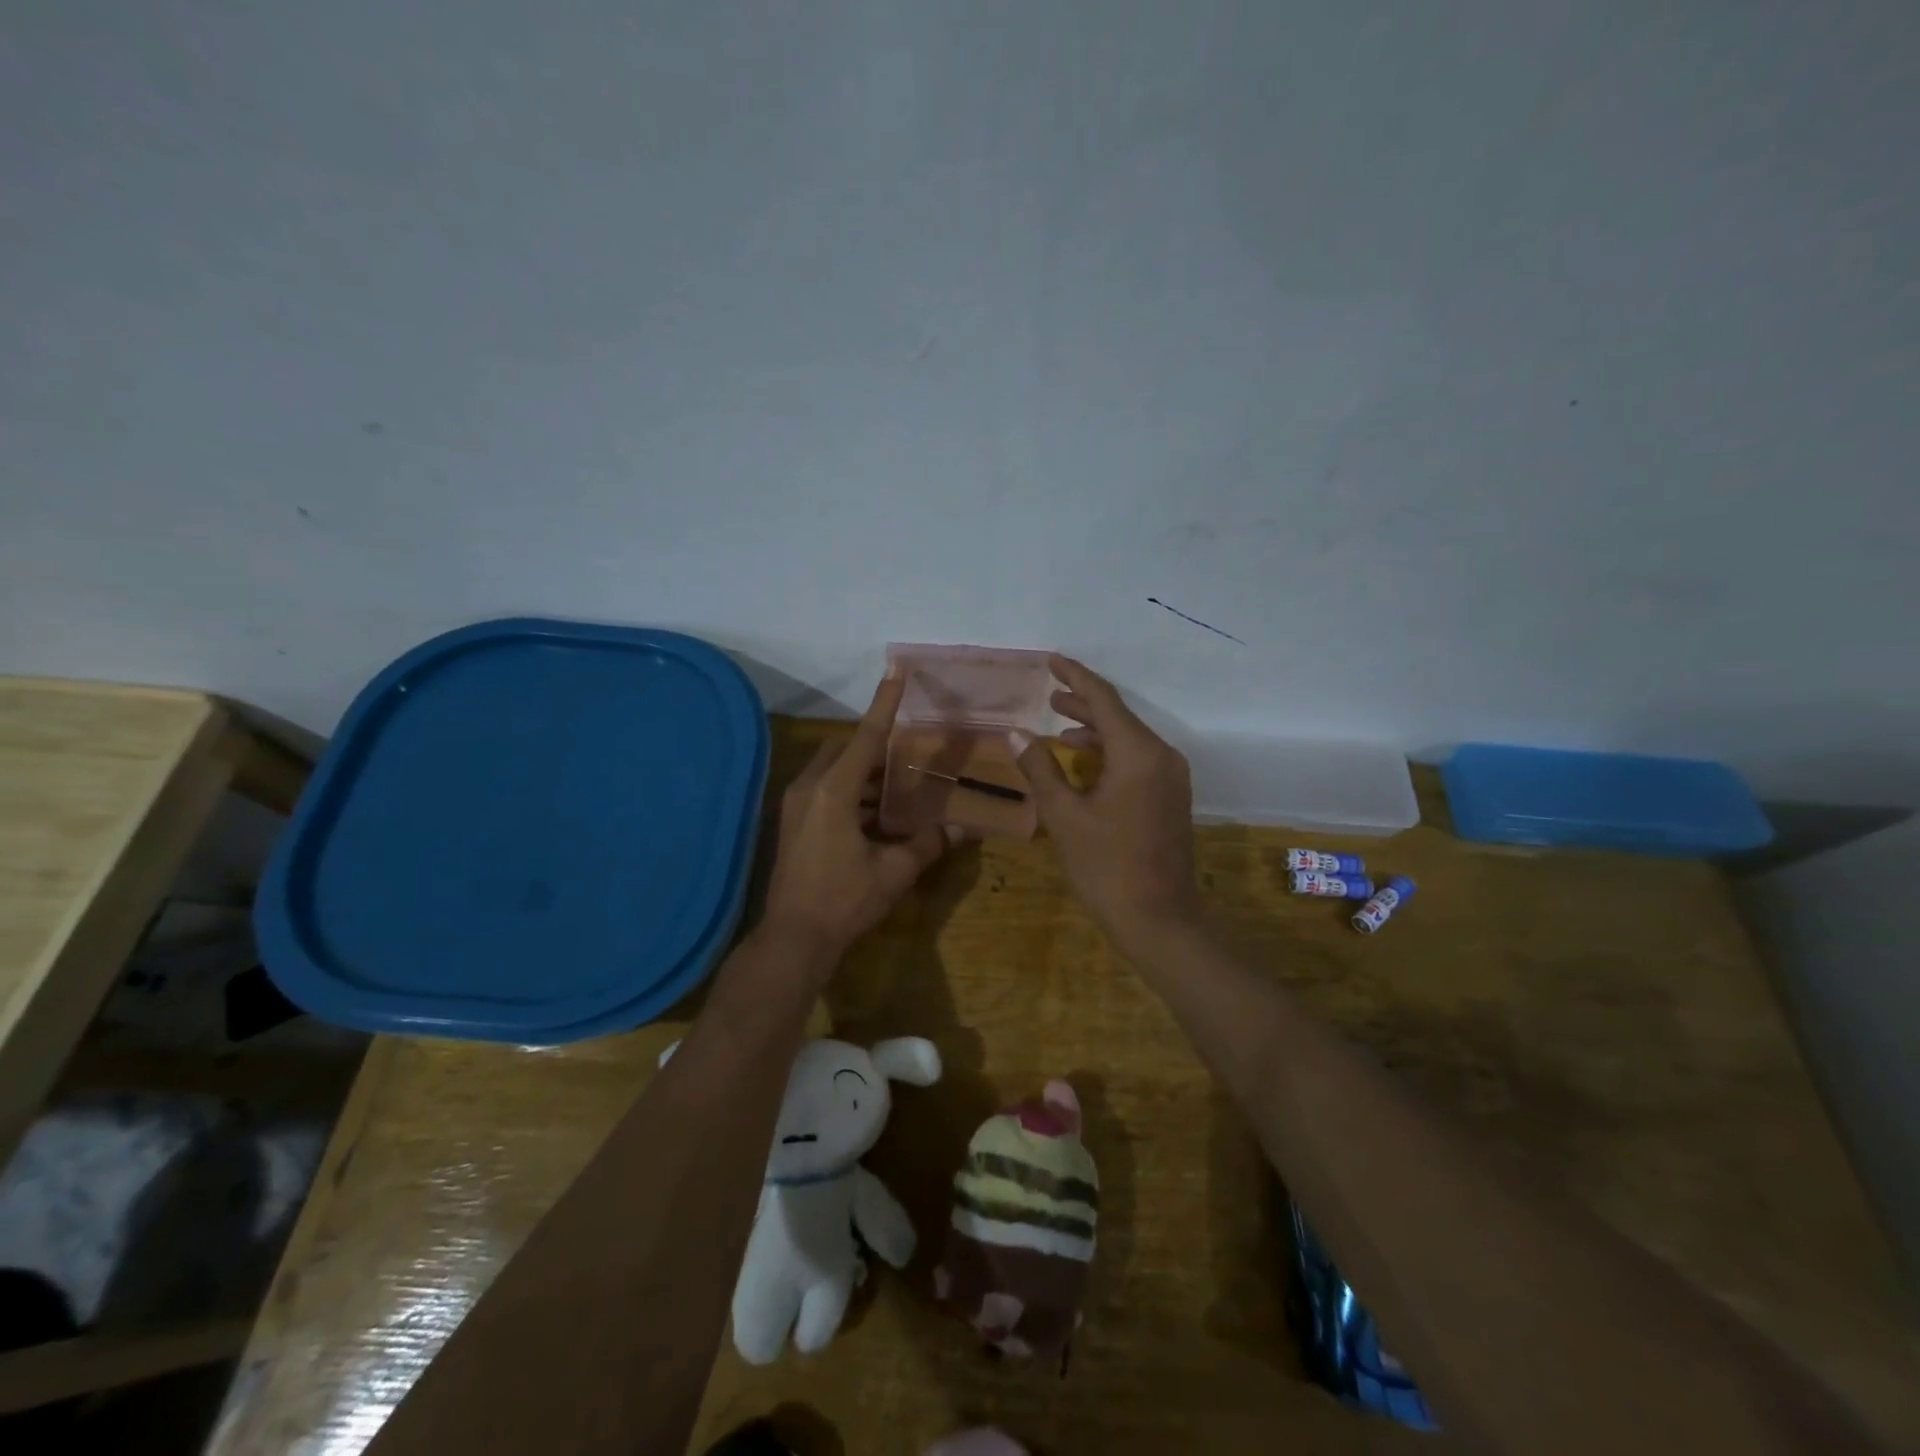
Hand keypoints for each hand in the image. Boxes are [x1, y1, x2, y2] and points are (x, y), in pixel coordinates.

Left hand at [760, 670, 956, 966]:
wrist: (793, 938)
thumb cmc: (845, 900)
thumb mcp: (893, 872)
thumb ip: (928, 844)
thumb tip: (963, 828)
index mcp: (834, 791)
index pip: (865, 736)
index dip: (884, 703)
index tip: (896, 670)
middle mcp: (810, 787)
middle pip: (845, 749)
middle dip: (875, 745)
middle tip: (909, 751)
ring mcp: (796, 805)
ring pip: (833, 770)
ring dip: (863, 772)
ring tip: (898, 783)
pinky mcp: (792, 822)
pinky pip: (824, 789)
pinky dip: (850, 791)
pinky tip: (875, 813)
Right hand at [1014, 655, 1201, 955]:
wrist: (1158, 919)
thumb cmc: (1106, 866)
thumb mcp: (1064, 816)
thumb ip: (1040, 769)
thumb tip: (1015, 733)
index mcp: (1138, 753)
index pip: (1104, 699)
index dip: (1075, 677)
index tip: (1051, 660)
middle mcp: (1162, 756)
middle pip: (1119, 717)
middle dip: (1083, 703)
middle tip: (1049, 696)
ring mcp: (1171, 778)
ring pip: (1129, 739)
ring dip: (1095, 730)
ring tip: (1060, 727)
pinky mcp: (1170, 798)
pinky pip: (1138, 760)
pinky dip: (1109, 753)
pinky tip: (1084, 763)